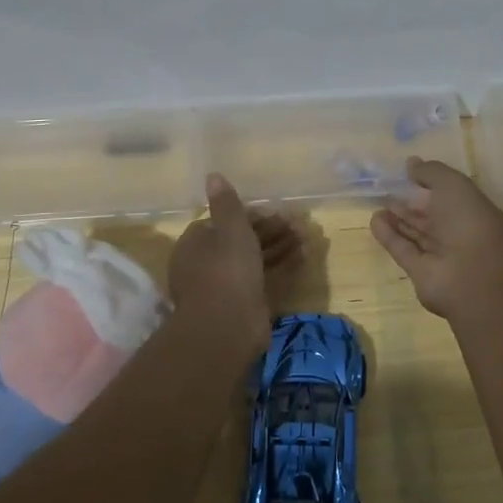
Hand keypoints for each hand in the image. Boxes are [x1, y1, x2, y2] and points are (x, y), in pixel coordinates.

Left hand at [169, 174, 300, 351]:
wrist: (227, 327)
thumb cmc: (226, 270)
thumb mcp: (229, 229)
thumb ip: (226, 203)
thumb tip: (212, 174)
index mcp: (195, 243)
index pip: (223, 222)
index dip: (250, 215)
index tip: (276, 211)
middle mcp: (206, 263)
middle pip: (240, 240)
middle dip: (270, 230)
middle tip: (298, 223)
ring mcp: (224, 285)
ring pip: (254, 259)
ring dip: (279, 246)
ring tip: (306, 236)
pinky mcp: (242, 303)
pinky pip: (262, 278)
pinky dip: (280, 266)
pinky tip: (303, 256)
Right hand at [370, 158, 502, 318]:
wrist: (471, 277)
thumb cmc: (469, 223)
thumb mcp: (453, 185)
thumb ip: (431, 172)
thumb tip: (412, 163)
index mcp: (475, 212)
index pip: (451, 196)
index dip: (431, 184)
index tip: (409, 174)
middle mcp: (460, 234)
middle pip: (432, 216)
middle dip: (412, 204)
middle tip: (388, 190)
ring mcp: (441, 255)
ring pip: (416, 233)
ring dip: (398, 219)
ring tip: (378, 204)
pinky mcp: (421, 272)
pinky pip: (403, 250)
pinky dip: (389, 235)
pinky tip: (374, 221)